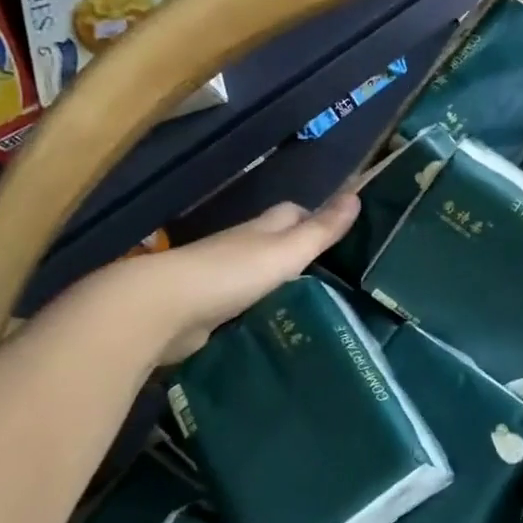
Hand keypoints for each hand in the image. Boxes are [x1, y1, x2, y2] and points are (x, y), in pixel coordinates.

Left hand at [98, 195, 360, 365]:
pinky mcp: (210, 310)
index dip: (314, 218)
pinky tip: (280, 326)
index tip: (340, 236)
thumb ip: (321, 230)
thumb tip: (356, 196)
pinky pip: (244, 304)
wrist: (166, 309)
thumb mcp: (287, 251)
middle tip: (334, 276)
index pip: (291, 213)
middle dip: (299, 251)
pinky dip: (262, 310)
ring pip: (259, 275)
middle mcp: (240, 248)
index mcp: (261, 230)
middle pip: (274, 242)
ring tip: (314, 305)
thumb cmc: (233, 273)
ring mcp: (222, 279)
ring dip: (280, 284)